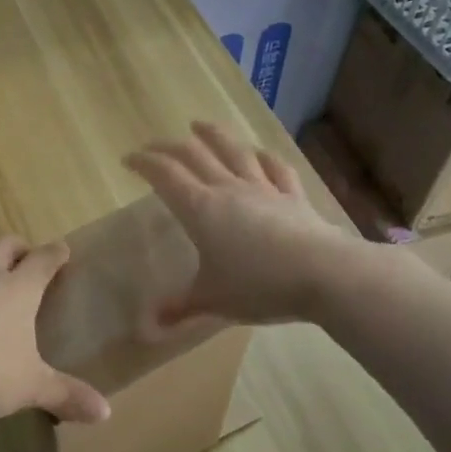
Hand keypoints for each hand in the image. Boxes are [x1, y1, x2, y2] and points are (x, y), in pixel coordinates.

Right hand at [125, 121, 350, 329]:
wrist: (322, 273)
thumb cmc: (258, 285)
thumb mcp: (212, 301)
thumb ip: (180, 308)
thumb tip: (151, 325)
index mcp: (200, 209)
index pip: (165, 175)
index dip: (144, 163)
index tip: (129, 160)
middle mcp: (229, 189)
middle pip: (195, 156)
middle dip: (170, 147)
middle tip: (155, 146)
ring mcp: (263, 189)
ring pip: (234, 152)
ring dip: (214, 136)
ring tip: (200, 126)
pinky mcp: (293, 196)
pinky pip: (276, 169)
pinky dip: (264, 158)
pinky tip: (259, 153)